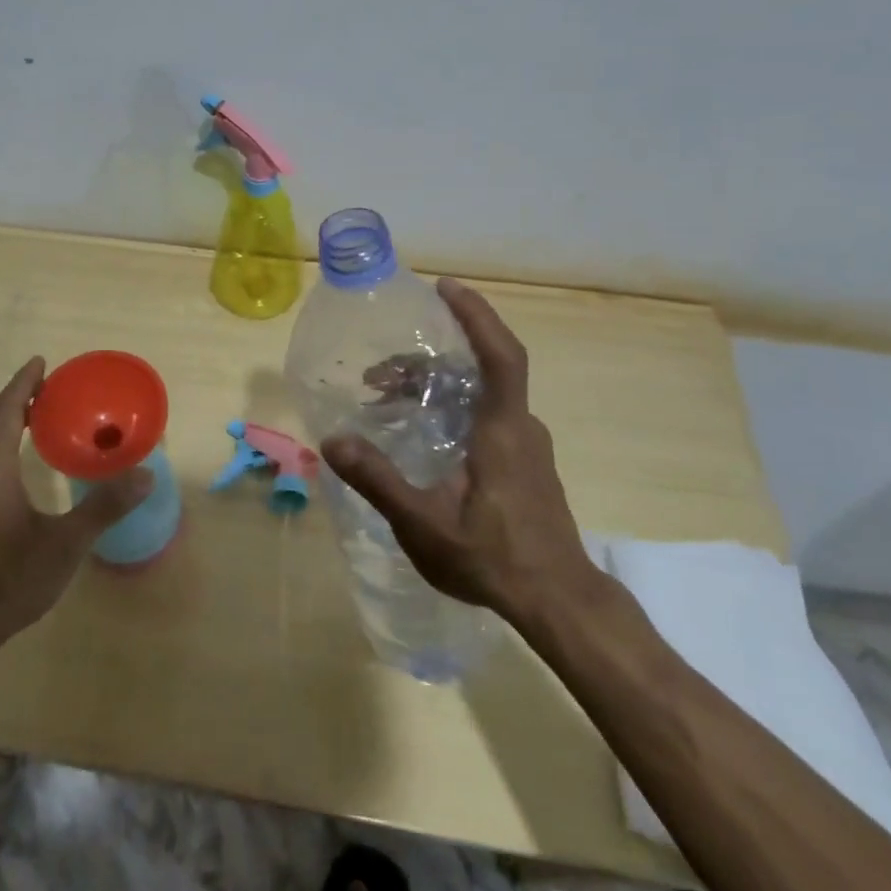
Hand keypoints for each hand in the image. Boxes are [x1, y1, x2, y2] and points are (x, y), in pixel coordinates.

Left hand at [0, 358, 152, 672]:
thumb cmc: (5, 581)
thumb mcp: (64, 545)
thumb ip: (104, 508)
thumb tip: (146, 475)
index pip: (7, 412)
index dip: (23, 384)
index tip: (41, 362)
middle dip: (14, 398)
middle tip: (42, 386)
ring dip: (2, 422)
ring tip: (30, 418)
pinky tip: (10, 468)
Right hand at [321, 279, 595, 625]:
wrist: (557, 602)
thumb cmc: (493, 558)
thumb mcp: (424, 524)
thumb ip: (378, 480)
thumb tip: (332, 441)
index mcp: (503, 429)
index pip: (500, 354)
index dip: (476, 315)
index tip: (445, 288)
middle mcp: (521, 427)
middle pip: (480, 369)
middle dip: (428, 359)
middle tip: (378, 375)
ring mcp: (527, 445)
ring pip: (481, 394)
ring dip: (436, 386)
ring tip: (389, 402)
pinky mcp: (526, 464)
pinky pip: (487, 415)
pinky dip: (452, 406)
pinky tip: (423, 433)